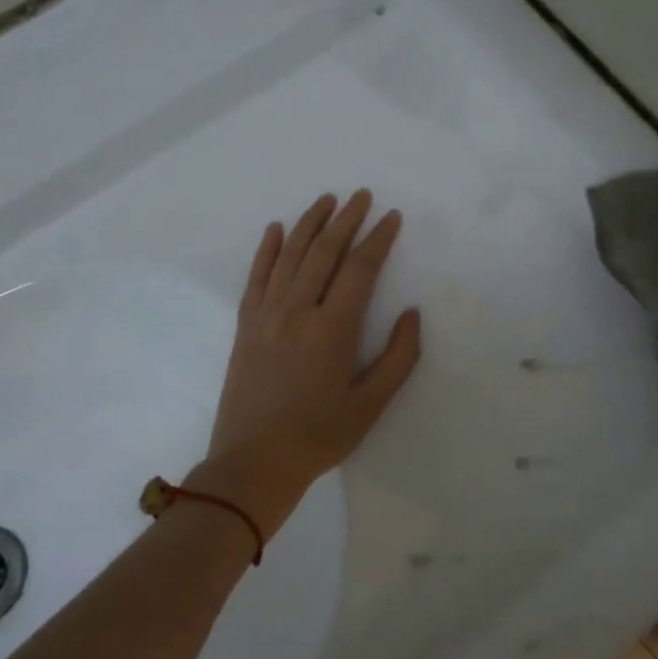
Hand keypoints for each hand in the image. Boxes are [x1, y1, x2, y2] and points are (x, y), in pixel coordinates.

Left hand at [204, 191, 421, 529]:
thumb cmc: (319, 436)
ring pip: (290, 255)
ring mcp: (267, 315)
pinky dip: (267, 249)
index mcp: (332, 329)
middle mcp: (297, 311)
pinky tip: (275, 229)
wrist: (253, 463)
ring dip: (309, 223)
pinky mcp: (246, 325)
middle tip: (362, 196)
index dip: (378, 239)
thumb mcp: (371, 405)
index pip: (359, 269)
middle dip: (346, 220)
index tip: (391, 217)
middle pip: (324, 251)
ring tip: (326, 200)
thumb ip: (398, 357)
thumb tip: (411, 313)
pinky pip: (257, 276)